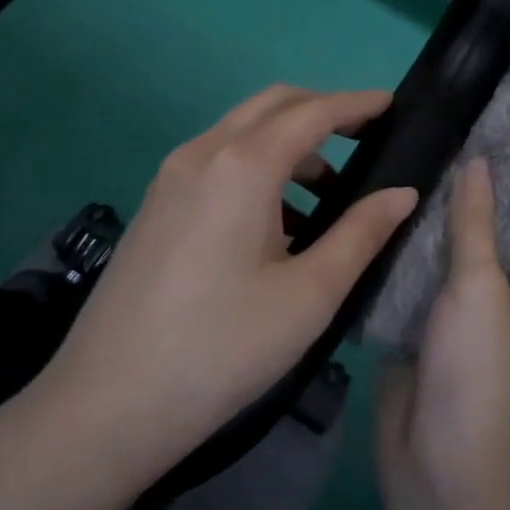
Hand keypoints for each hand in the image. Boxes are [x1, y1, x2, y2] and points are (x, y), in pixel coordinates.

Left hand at [33, 85, 415, 481]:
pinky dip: (257, 164)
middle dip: (322, 109)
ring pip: (242, 130)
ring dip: (289, 140)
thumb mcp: (308, 295)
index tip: (392, 103)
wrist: (105, 406)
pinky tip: (278, 220)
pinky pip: (218, 159)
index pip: (312, 112)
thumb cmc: (221, 348)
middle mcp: (203, 153)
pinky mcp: (156, 204)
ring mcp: (171, 177)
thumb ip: (361, 234)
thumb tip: (403, 193)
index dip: (356, 104)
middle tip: (366, 136)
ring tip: (329, 190)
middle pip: (272, 104)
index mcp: (243, 166)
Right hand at [376, 153, 509, 509]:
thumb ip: (473, 222)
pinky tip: (396, 205)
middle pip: (502, 222)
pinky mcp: (442, 319)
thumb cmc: (477, 374)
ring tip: (417, 157)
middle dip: (477, 183)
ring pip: (465, 242)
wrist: (438, 469)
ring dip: (445, 210)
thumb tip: (476, 163)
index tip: (493, 120)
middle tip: (444, 132)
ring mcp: (481, 305)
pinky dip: (422, 240)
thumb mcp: (479, 289)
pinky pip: (437, 267)